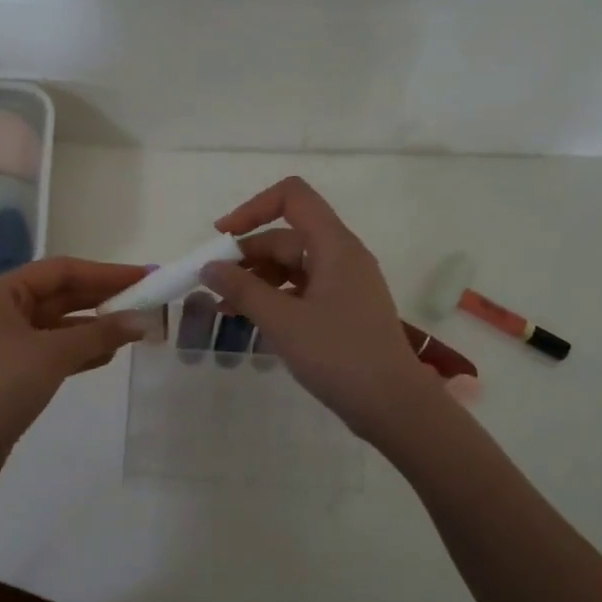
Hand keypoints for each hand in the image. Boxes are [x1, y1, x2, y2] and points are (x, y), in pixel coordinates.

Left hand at [0, 257, 148, 485]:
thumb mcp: (52, 354)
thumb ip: (99, 334)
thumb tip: (141, 320)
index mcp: (3, 293)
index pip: (63, 271)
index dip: (106, 272)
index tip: (144, 276)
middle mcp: (3, 310)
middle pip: (62, 295)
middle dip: (103, 298)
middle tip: (146, 299)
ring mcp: (7, 342)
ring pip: (60, 325)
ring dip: (95, 326)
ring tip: (135, 328)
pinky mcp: (13, 371)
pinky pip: (54, 350)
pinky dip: (81, 351)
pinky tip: (109, 355)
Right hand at [205, 176, 438, 438]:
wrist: (393, 404)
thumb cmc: (338, 355)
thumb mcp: (283, 321)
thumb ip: (243, 289)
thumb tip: (209, 267)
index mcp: (334, 245)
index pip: (293, 197)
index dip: (253, 208)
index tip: (222, 237)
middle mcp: (342, 256)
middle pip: (286, 236)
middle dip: (247, 255)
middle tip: (212, 285)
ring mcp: (345, 284)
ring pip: (292, 266)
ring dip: (257, 280)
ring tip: (225, 308)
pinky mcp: (344, 310)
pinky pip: (302, 290)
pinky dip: (275, 298)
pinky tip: (251, 321)